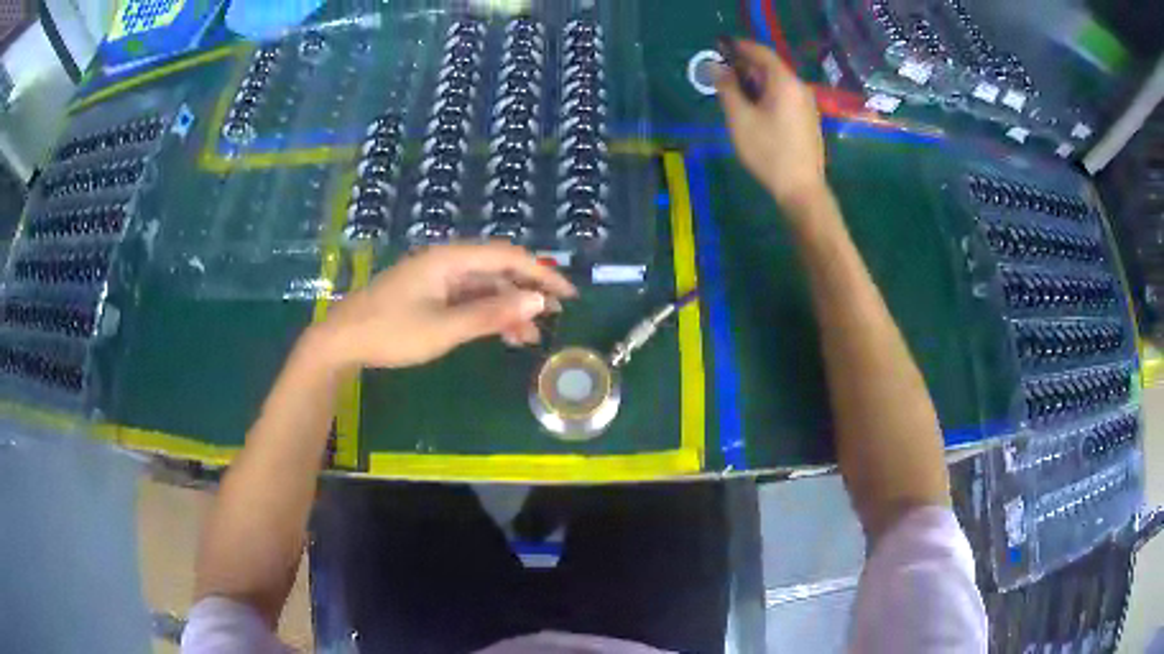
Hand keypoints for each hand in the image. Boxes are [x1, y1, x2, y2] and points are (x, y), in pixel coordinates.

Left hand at [312, 243, 575, 369]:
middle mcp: (446, 263)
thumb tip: (537, 302)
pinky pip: (467, 299)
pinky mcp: (429, 295)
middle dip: (527, 292)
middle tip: (555, 316)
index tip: (567, 295)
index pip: (507, 257)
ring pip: (483, 287)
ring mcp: (436, 279)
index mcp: (450, 260)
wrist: (343, 340)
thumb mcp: (444, 328)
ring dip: (508, 308)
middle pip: (497, 270)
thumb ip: (491, 314)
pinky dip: (487, 314)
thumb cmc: (391, 332)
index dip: (541, 274)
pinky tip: (501, 334)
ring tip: (531, 337)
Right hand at [716, 40, 828, 212]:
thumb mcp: (739, 118)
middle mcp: (799, 87)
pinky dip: (767, 94)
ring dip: (756, 82)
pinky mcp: (808, 119)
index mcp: (784, 82)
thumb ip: (727, 88)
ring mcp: (807, 104)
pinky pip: (785, 96)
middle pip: (770, 67)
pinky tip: (755, 109)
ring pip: (778, 83)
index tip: (721, 47)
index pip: (760, 52)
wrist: (802, 188)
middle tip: (723, 72)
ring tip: (735, 92)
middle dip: (746, 66)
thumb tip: (717, 68)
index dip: (739, 46)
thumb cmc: (768, 151)